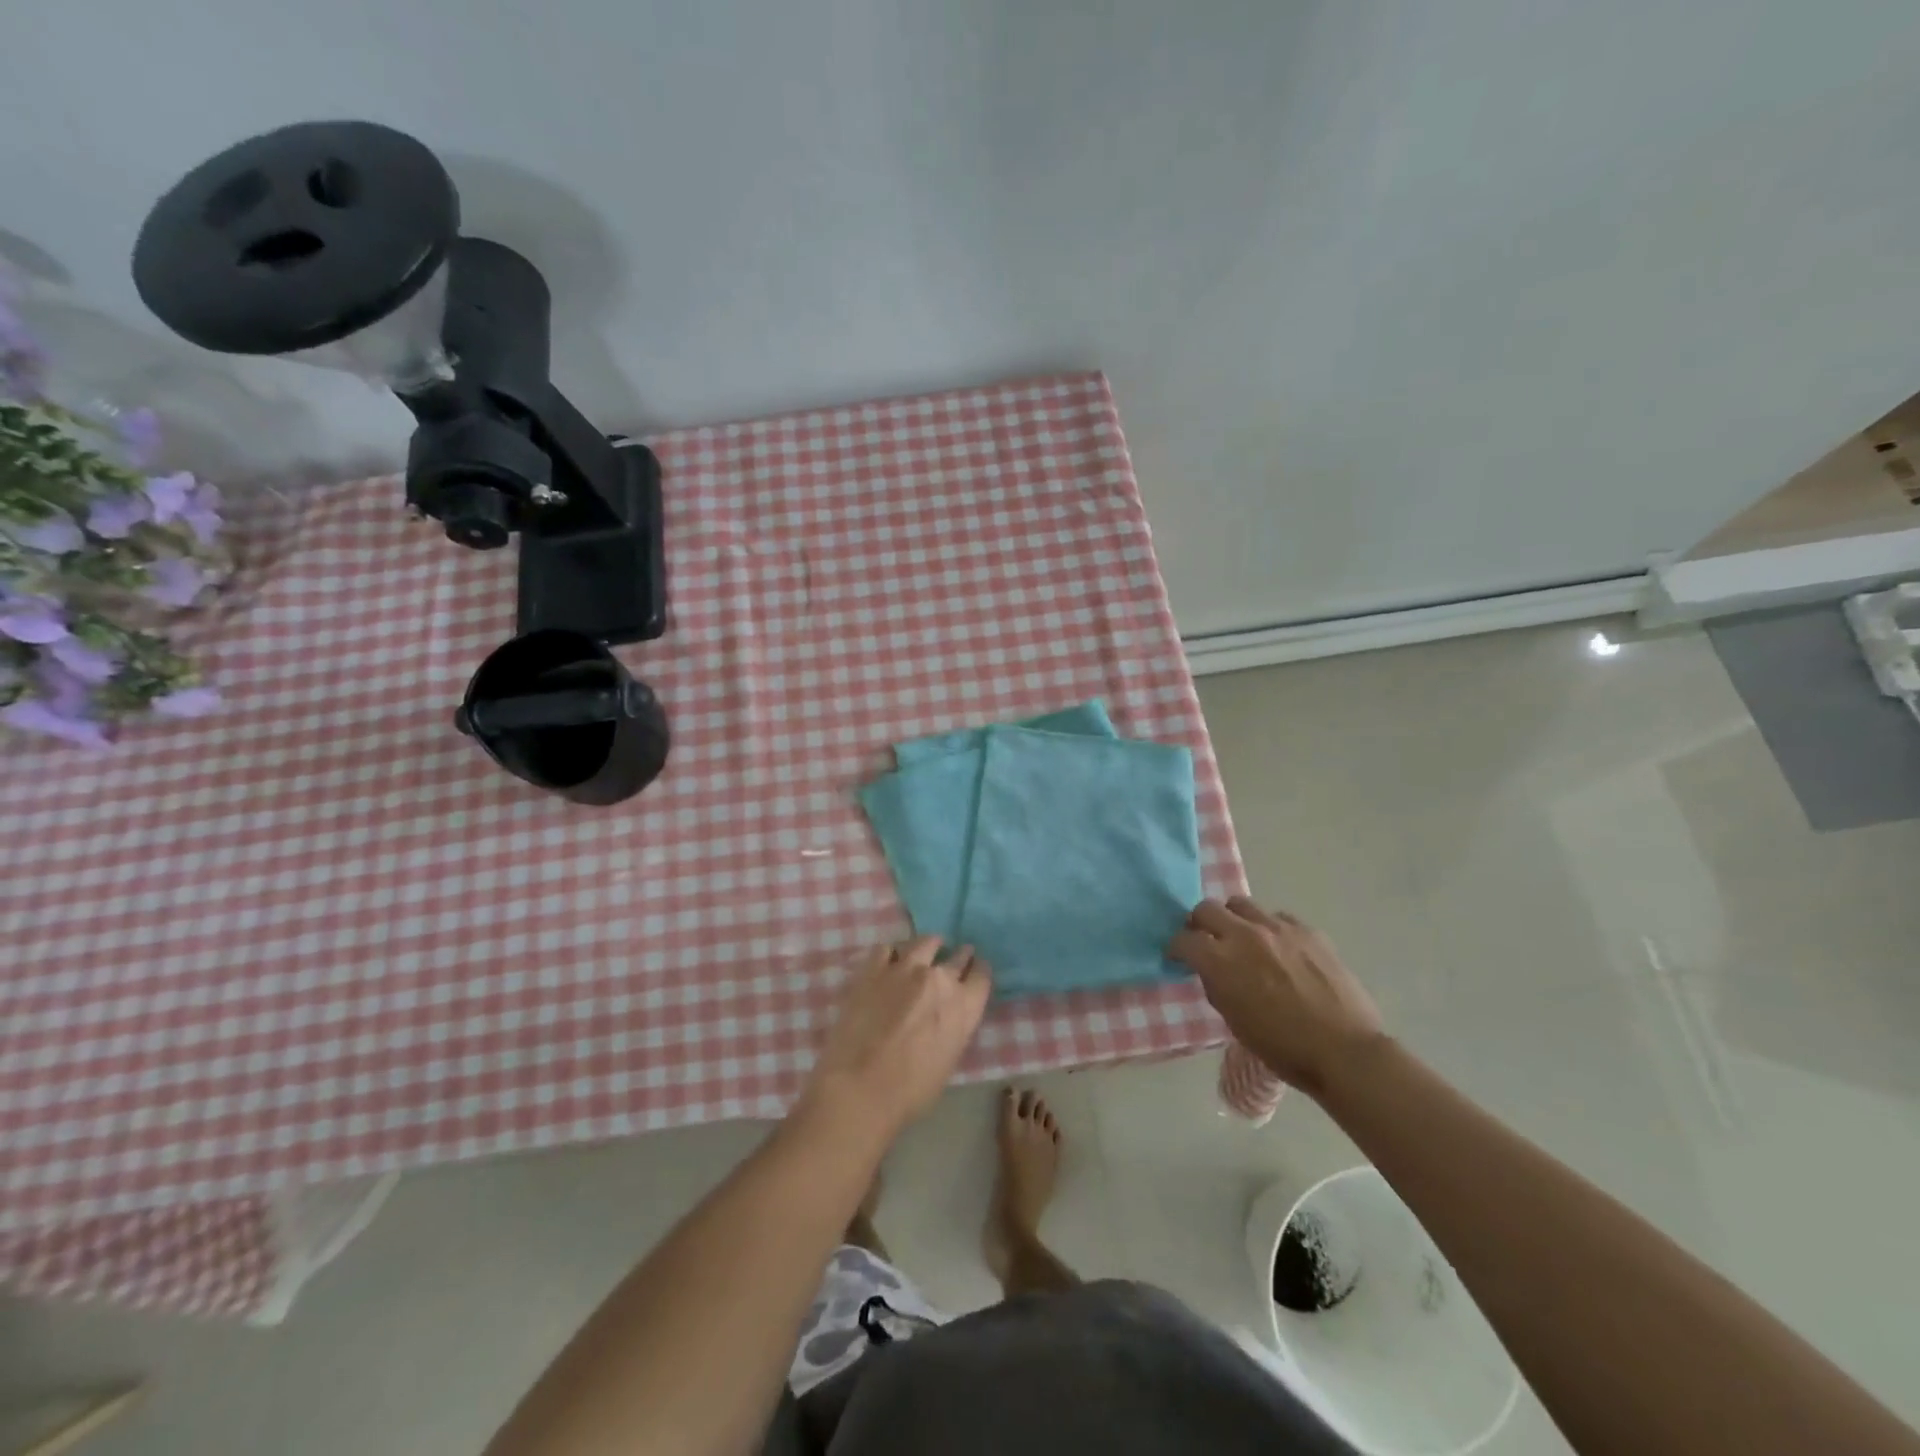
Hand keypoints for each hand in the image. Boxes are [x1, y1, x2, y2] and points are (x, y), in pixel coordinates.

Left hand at [799, 937, 992, 1146]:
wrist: (860, 1088)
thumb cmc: (910, 1091)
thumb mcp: (948, 1060)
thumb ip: (953, 1028)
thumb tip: (947, 1017)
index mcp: (963, 1006)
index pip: (981, 976)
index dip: (979, 971)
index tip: (976, 968)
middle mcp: (939, 979)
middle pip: (957, 956)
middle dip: (960, 956)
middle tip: (957, 955)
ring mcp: (905, 968)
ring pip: (924, 943)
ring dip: (929, 946)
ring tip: (926, 949)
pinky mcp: (873, 969)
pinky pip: (886, 949)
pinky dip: (891, 954)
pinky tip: (888, 961)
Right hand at [1168, 898, 1384, 1096]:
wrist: (1345, 1051)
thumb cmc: (1283, 1047)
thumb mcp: (1235, 1021)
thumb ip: (1216, 986)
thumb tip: (1210, 969)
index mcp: (1220, 961)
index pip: (1183, 939)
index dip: (1177, 948)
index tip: (1179, 957)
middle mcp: (1244, 935)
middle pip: (1206, 909)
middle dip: (1199, 924)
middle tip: (1206, 941)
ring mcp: (1278, 928)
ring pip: (1241, 904)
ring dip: (1234, 919)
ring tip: (1242, 939)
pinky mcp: (1308, 931)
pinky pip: (1278, 917)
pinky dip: (1270, 929)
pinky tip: (1279, 950)